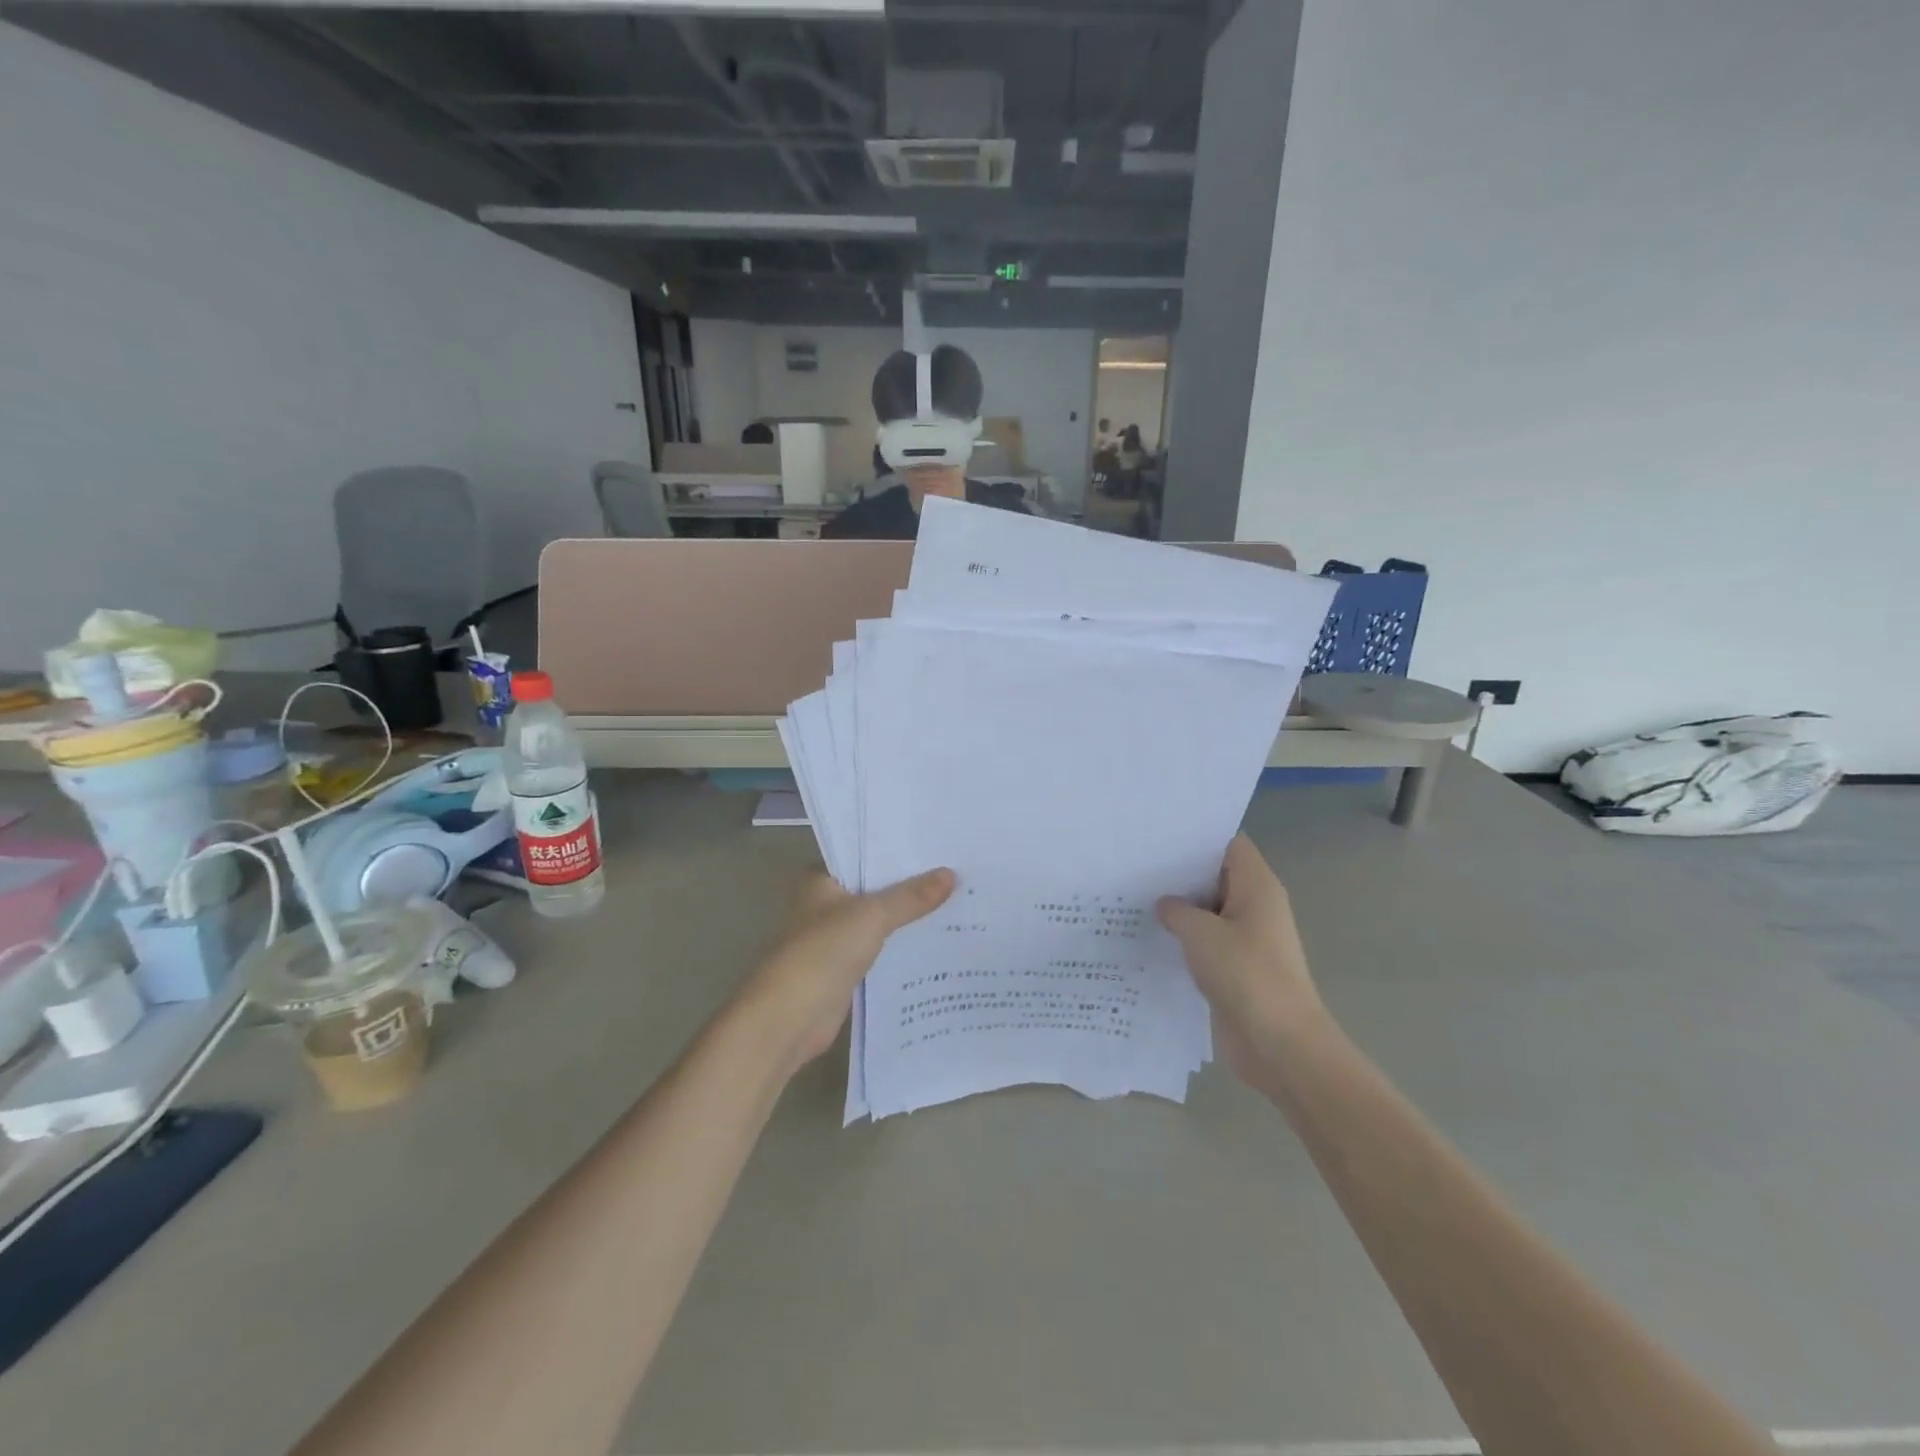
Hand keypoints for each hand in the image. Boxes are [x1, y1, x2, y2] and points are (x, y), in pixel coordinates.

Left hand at [738, 867, 955, 1073]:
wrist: (789, 1018)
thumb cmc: (822, 952)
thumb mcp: (872, 916)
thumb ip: (911, 896)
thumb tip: (952, 874)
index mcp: (821, 879)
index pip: (862, 853)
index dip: (896, 848)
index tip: (935, 842)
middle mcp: (825, 903)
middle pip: (874, 886)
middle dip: (910, 882)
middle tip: (957, 867)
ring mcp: (835, 937)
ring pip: (879, 918)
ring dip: (909, 914)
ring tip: (957, 898)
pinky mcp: (845, 968)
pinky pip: (881, 948)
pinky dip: (903, 944)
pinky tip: (938, 937)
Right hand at [1156, 835, 1326, 1092]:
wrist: (1280, 1045)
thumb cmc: (1246, 975)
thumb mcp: (1201, 934)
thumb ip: (1177, 911)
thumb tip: (1164, 905)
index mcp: (1257, 887)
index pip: (1229, 844)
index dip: (1197, 835)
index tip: (1159, 834)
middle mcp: (1254, 907)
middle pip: (1215, 876)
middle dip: (1179, 872)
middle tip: (1135, 863)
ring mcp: (1246, 940)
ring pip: (1207, 912)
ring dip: (1178, 909)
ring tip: (1132, 896)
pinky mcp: (1235, 969)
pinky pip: (1205, 943)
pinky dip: (1183, 939)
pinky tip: (1148, 937)